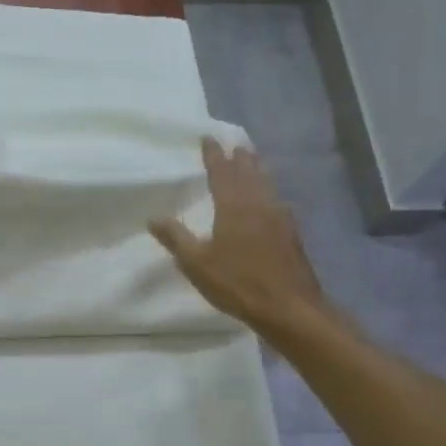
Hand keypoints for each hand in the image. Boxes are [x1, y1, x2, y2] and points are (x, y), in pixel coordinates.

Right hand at [149, 138, 331, 337]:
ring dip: (257, 170)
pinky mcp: (291, 235)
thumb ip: (176, 238)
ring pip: (266, 185)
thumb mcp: (196, 262)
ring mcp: (279, 219)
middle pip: (249, 173)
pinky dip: (269, 192)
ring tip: (253, 161)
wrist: (289, 307)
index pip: (222, 173)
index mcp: (234, 207)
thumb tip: (153, 217)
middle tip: (235, 143)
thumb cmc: (237, 282)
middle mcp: (259, 205)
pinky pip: (276, 202)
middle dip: (240, 157)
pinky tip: (270, 200)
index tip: (208, 138)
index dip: (214, 155)